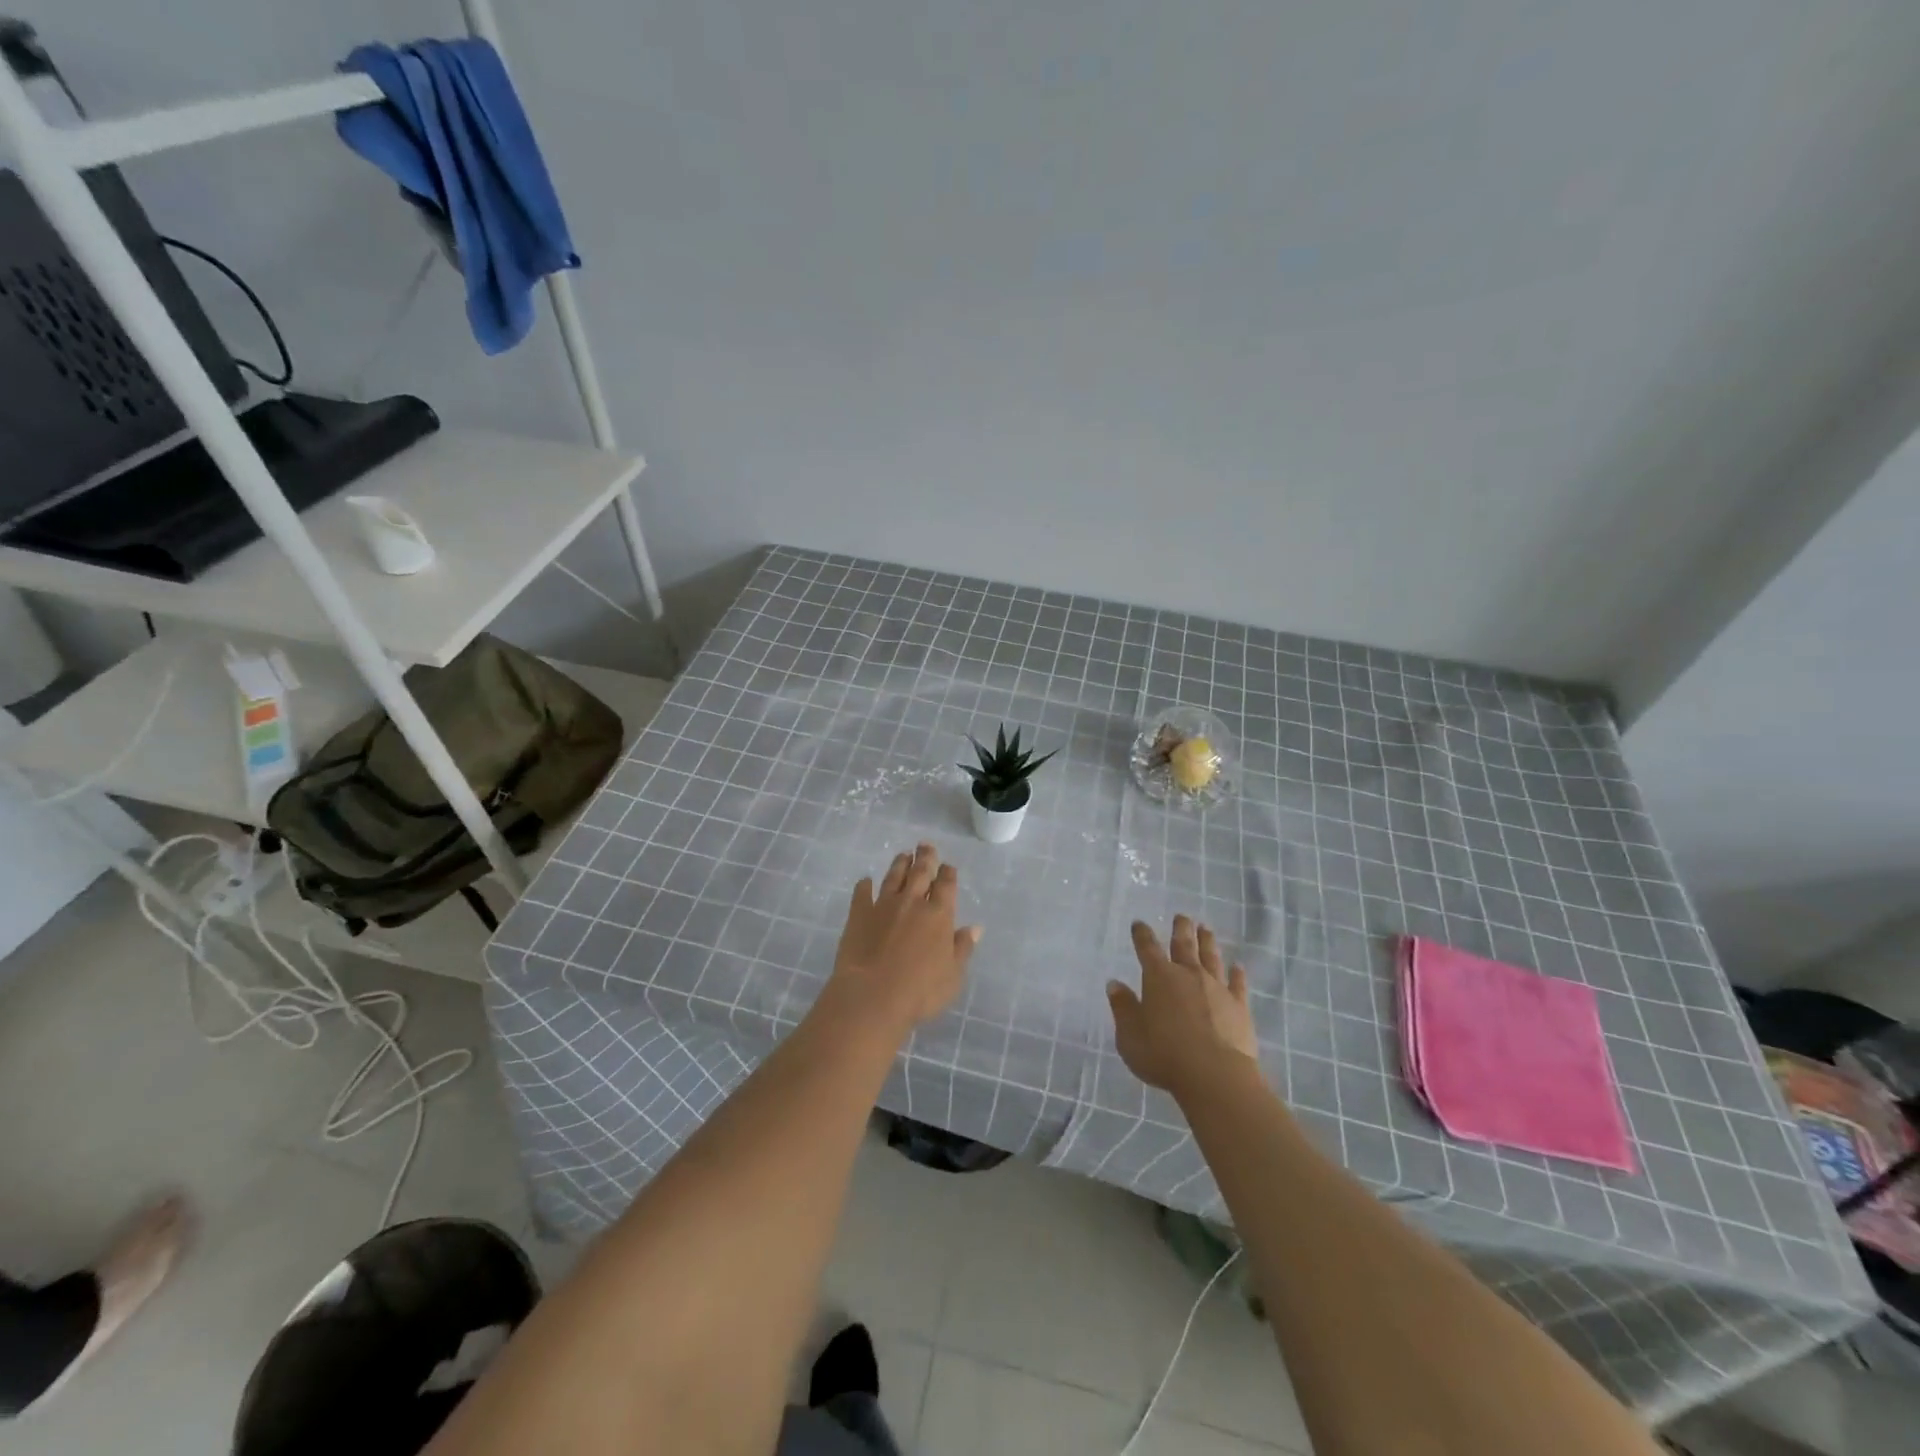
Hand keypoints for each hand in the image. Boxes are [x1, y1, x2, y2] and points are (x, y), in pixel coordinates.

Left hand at [823, 843, 980, 1037]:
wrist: (872, 995)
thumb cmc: (920, 991)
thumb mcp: (953, 975)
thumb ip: (963, 948)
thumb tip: (974, 928)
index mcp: (939, 914)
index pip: (946, 885)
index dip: (947, 873)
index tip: (947, 865)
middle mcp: (912, 902)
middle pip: (920, 872)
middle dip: (925, 857)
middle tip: (925, 845)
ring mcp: (883, 905)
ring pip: (893, 877)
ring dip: (899, 864)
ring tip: (903, 855)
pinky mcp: (859, 914)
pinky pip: (862, 894)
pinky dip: (864, 886)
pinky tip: (865, 881)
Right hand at [1107, 915, 1258, 1098]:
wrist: (1214, 1075)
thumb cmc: (1163, 1054)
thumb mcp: (1130, 1035)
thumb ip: (1123, 1008)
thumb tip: (1115, 984)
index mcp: (1158, 977)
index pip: (1147, 948)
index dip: (1142, 934)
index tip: (1139, 923)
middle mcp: (1188, 974)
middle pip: (1183, 945)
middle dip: (1181, 929)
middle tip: (1182, 916)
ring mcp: (1216, 988)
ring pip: (1211, 958)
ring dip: (1208, 942)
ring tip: (1206, 929)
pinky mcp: (1239, 1006)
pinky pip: (1238, 985)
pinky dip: (1237, 974)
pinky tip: (1238, 967)